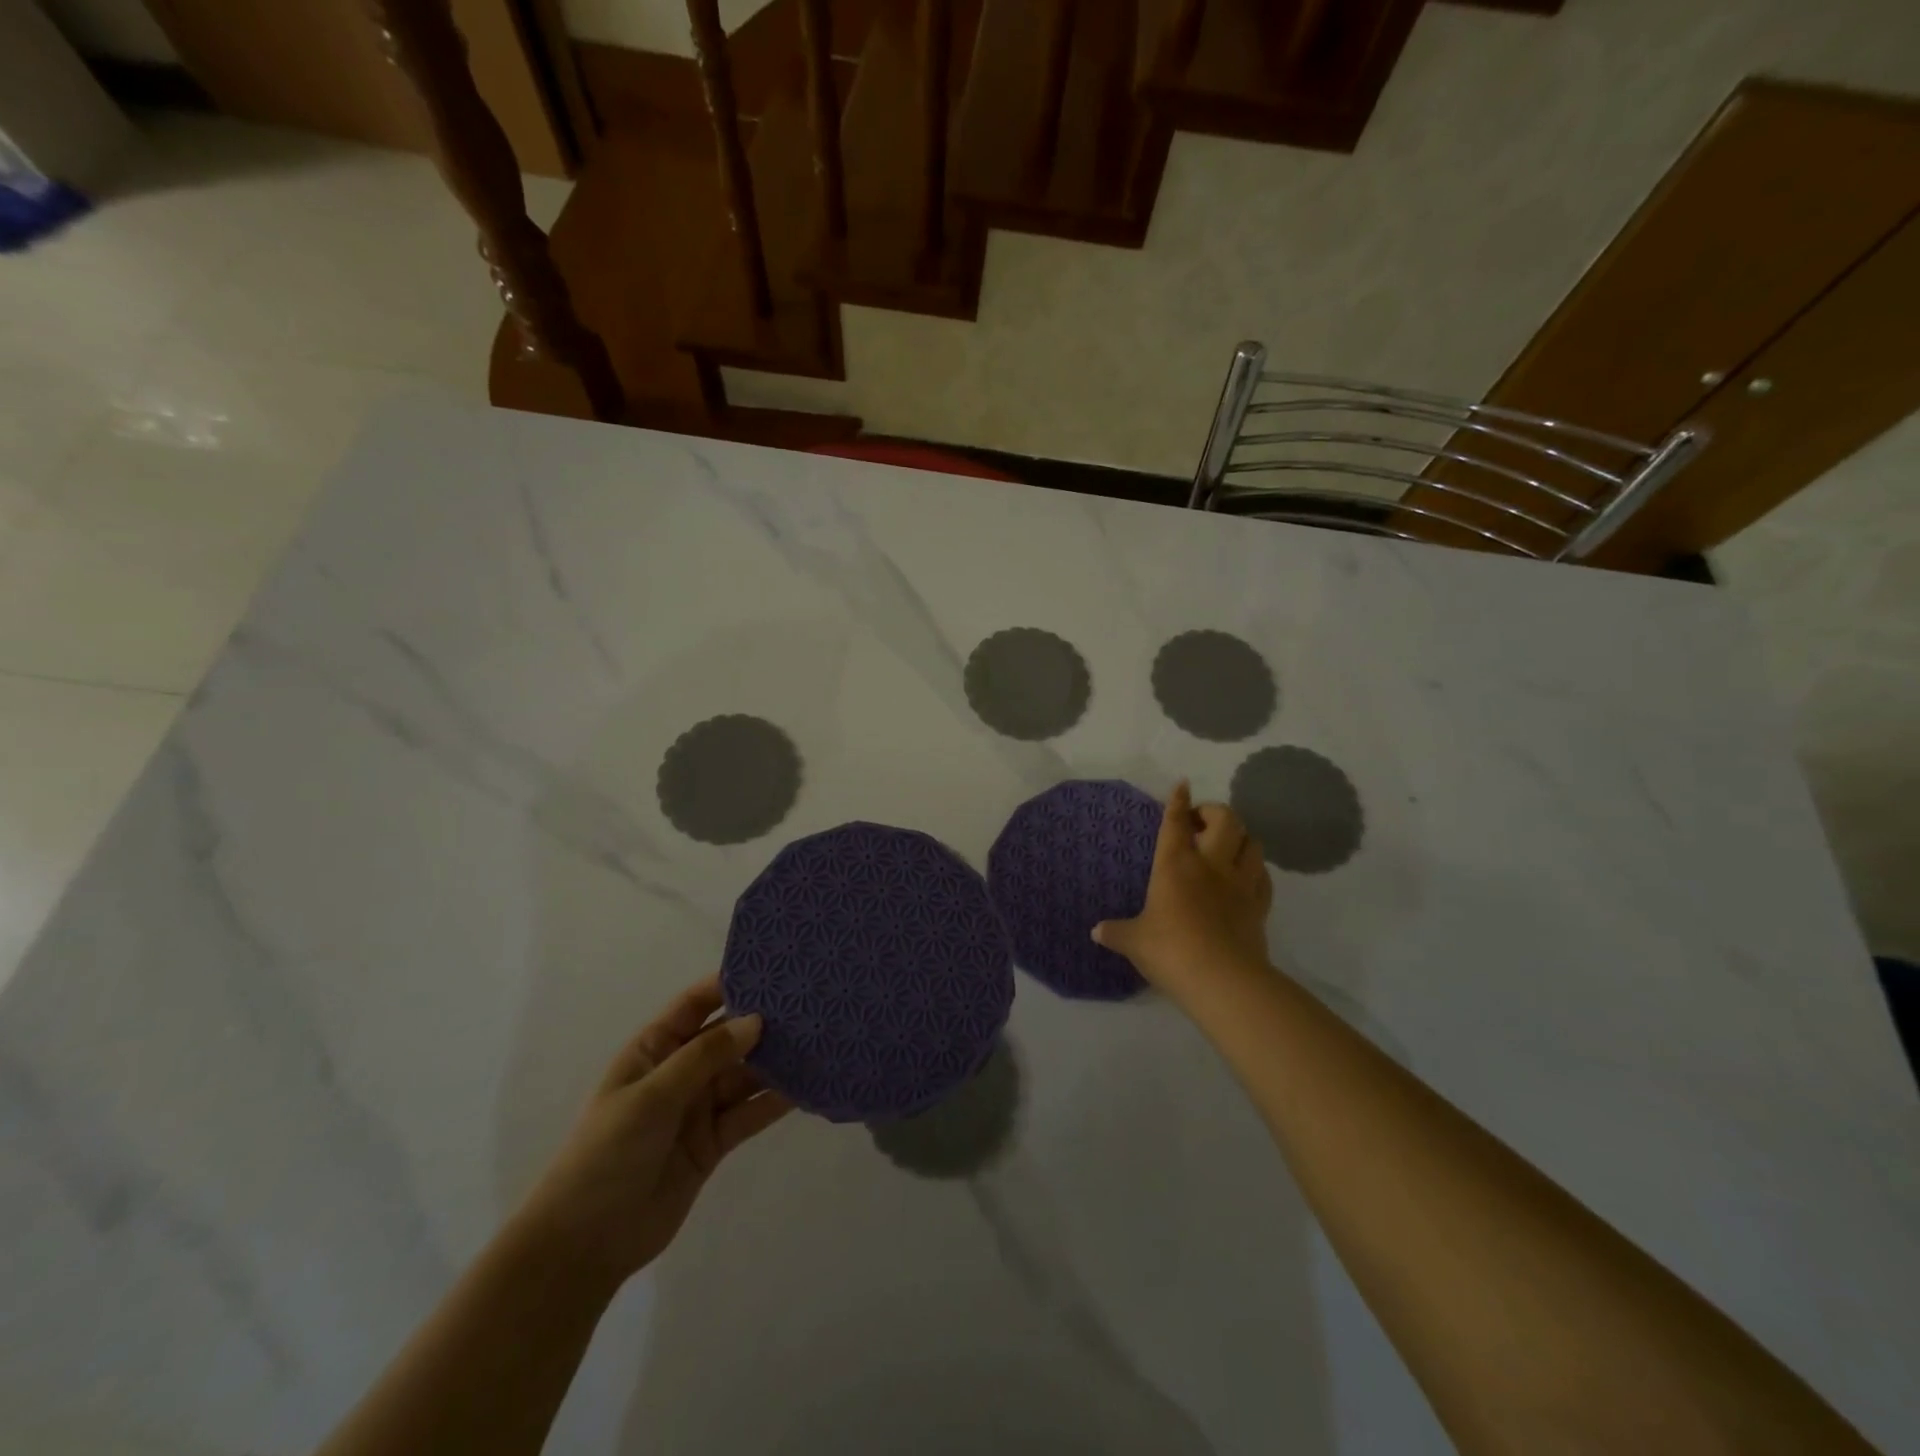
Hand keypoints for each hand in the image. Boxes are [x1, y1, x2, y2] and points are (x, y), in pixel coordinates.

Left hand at [513, 978, 792, 1290]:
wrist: (585, 1243)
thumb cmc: (606, 1153)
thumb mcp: (652, 1095)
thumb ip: (706, 1056)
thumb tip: (756, 1020)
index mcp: (654, 1049)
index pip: (695, 1005)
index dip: (728, 984)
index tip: (772, 968)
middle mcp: (679, 1072)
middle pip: (727, 1038)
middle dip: (762, 1023)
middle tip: (809, 1004)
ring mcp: (698, 1108)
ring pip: (744, 1075)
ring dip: (774, 1062)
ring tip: (818, 1041)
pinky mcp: (714, 1142)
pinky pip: (749, 1113)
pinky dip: (775, 1101)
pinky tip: (806, 1087)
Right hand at [1093, 781, 1273, 996]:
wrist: (1222, 979)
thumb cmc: (1170, 950)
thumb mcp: (1134, 941)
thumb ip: (1116, 932)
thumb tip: (1097, 932)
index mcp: (1175, 864)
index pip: (1176, 822)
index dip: (1178, 801)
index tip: (1182, 785)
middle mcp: (1211, 865)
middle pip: (1225, 820)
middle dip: (1214, 812)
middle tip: (1201, 822)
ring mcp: (1240, 884)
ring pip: (1251, 842)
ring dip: (1240, 836)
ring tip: (1226, 845)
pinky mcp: (1259, 906)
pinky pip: (1263, 876)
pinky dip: (1255, 869)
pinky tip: (1246, 876)